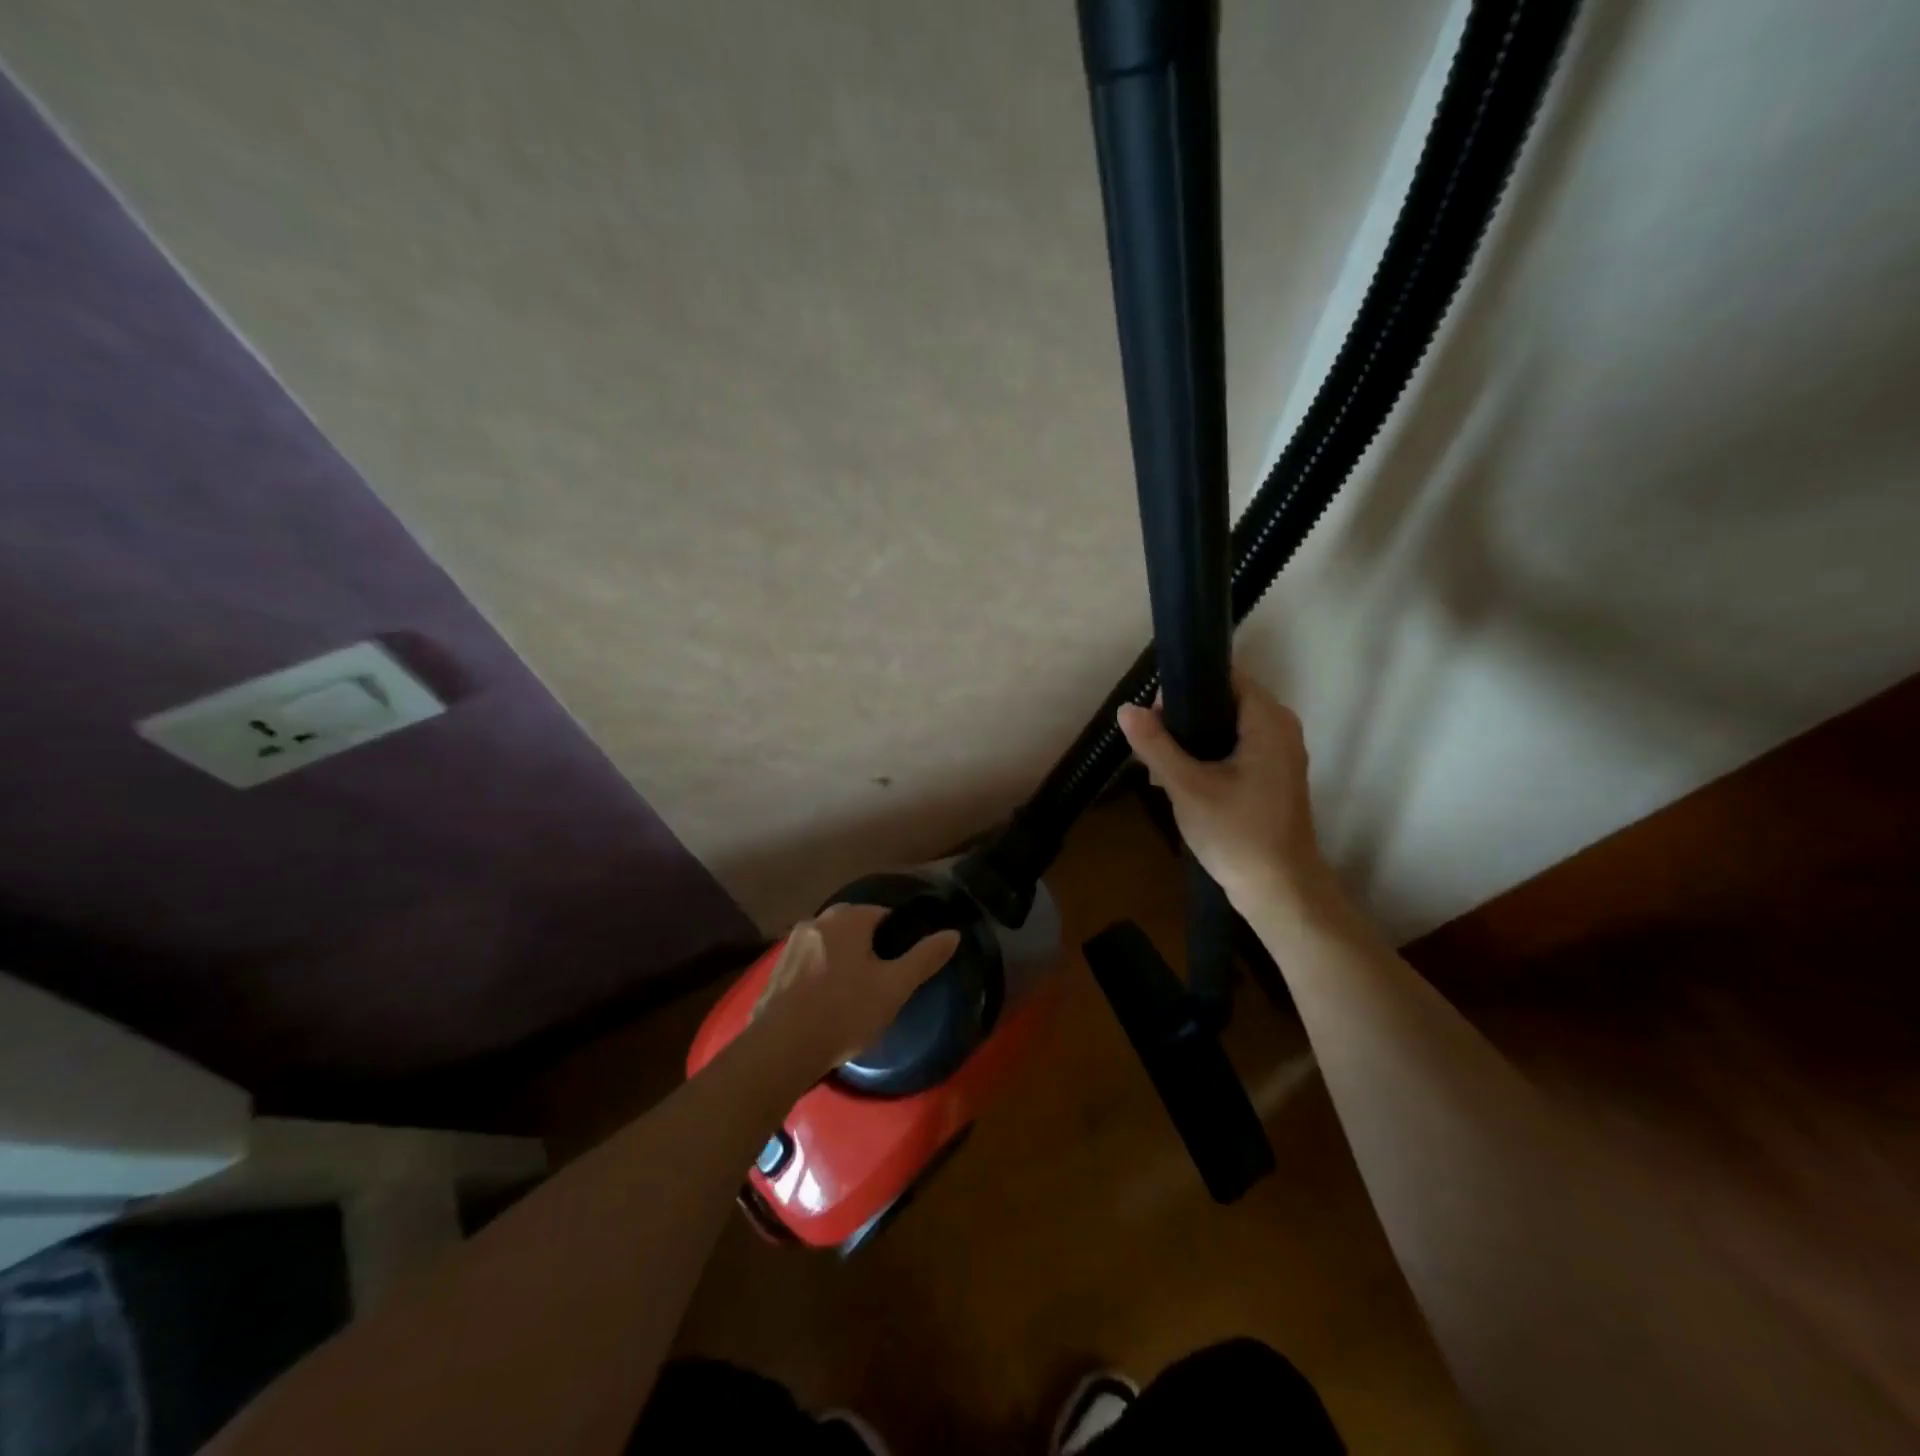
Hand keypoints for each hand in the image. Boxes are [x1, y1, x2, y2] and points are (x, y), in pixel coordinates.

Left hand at [747, 904, 960, 1083]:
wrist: (780, 1049)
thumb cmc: (845, 1012)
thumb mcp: (895, 987)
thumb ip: (925, 957)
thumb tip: (953, 933)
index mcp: (848, 917)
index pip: (885, 916)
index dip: (898, 941)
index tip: (901, 970)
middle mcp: (817, 920)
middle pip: (856, 930)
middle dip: (870, 953)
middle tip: (881, 988)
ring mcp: (792, 944)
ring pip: (831, 948)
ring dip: (844, 966)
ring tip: (854, 1002)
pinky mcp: (776, 970)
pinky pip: (809, 966)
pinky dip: (821, 980)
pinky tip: (826, 1009)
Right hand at [1117, 673, 1333, 914]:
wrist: (1280, 892)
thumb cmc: (1237, 834)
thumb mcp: (1187, 787)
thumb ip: (1155, 744)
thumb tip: (1126, 708)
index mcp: (1268, 721)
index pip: (1225, 678)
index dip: (1185, 687)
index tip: (1152, 711)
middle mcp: (1280, 729)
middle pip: (1223, 703)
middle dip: (1182, 718)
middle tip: (1149, 742)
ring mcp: (1278, 755)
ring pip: (1225, 729)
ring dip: (1190, 742)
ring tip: (1157, 765)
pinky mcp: (1271, 778)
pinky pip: (1234, 751)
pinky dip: (1206, 758)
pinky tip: (1177, 782)